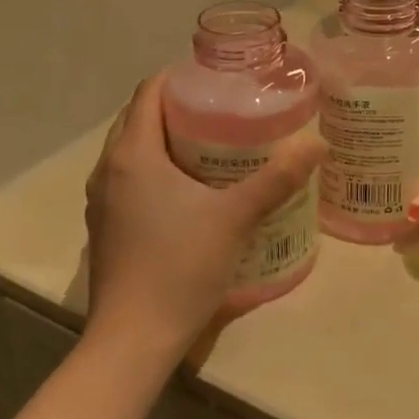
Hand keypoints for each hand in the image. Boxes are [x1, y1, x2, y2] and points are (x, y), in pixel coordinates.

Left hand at [84, 76, 322, 361]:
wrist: (132, 342)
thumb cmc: (179, 267)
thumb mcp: (236, 217)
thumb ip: (277, 178)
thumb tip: (317, 143)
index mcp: (133, 154)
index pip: (149, 91)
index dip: (182, 77)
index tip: (220, 80)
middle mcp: (108, 170)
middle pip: (140, 117)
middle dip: (178, 106)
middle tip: (225, 109)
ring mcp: (102, 201)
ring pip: (133, 150)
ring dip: (166, 138)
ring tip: (213, 142)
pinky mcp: (106, 227)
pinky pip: (130, 178)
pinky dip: (156, 167)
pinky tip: (192, 188)